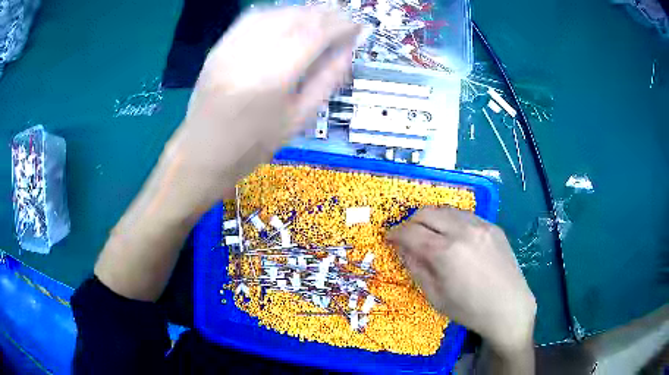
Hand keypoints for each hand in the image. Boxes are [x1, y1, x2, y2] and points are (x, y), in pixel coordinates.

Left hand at [163, 6, 360, 204]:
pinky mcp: (219, 46)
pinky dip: (278, 13)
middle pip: (297, 17)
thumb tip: (348, 49)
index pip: (316, 33)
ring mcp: (231, 46)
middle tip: (344, 20)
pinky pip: (253, 17)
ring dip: (304, 11)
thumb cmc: (254, 145)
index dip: (342, 24)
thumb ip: (327, 79)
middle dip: (326, 14)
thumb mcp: (299, 119)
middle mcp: (251, 53)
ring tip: (321, 18)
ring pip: (276, 12)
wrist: (203, 152)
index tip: (358, 26)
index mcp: (274, 77)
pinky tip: (289, 19)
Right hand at [387, 207, 535, 354]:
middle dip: (411, 222)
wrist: (509, 307)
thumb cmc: (469, 309)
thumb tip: (402, 248)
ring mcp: (481, 225)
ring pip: (447, 209)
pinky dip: (452, 220)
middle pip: (427, 212)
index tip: (389, 238)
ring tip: (431, 234)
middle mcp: (462, 230)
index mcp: (445, 252)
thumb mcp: (435, 296)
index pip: (411, 232)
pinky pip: (466, 215)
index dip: (395, 233)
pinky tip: (454, 236)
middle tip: (408, 236)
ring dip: (432, 218)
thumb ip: (416, 268)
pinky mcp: (493, 226)